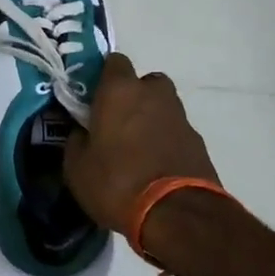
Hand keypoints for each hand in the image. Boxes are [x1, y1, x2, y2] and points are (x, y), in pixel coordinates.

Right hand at [65, 54, 220, 234]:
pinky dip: (165, 141)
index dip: (103, 77)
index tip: (92, 97)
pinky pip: (175, 132)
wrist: (176, 214)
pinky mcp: (198, 142)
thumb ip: (76, 140)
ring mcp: (180, 117)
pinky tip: (154, 166)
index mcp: (120, 91)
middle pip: (144, 82)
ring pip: (162, 107)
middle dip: (133, 96)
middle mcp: (153, 94)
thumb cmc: (116, 182)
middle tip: (116, 121)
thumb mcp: (76, 167)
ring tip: (136, 148)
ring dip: (151, 119)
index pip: (114, 61)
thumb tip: (82, 132)